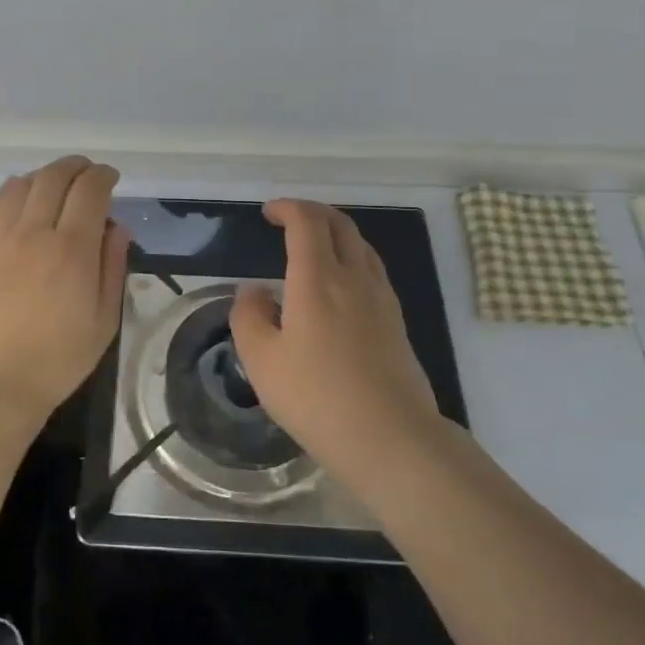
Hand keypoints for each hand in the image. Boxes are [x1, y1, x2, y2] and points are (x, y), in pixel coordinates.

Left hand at [0, 156, 130, 438]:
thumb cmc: (56, 361)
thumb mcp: (103, 321)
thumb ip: (112, 267)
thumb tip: (117, 228)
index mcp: (72, 249)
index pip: (90, 190)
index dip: (103, 176)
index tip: (111, 178)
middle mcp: (34, 232)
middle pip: (54, 177)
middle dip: (76, 167)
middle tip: (88, 174)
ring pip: (22, 184)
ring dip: (45, 175)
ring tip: (56, 186)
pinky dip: (16, 191)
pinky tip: (24, 202)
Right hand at [230, 199, 440, 478]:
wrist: (389, 436)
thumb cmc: (316, 397)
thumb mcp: (261, 360)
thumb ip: (249, 316)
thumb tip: (255, 291)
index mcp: (317, 279)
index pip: (307, 222)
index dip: (287, 208)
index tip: (269, 212)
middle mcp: (354, 278)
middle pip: (340, 225)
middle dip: (313, 212)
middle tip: (290, 219)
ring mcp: (381, 298)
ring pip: (361, 246)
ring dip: (336, 233)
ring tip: (315, 245)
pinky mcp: (396, 321)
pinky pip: (373, 270)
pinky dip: (352, 258)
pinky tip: (341, 284)